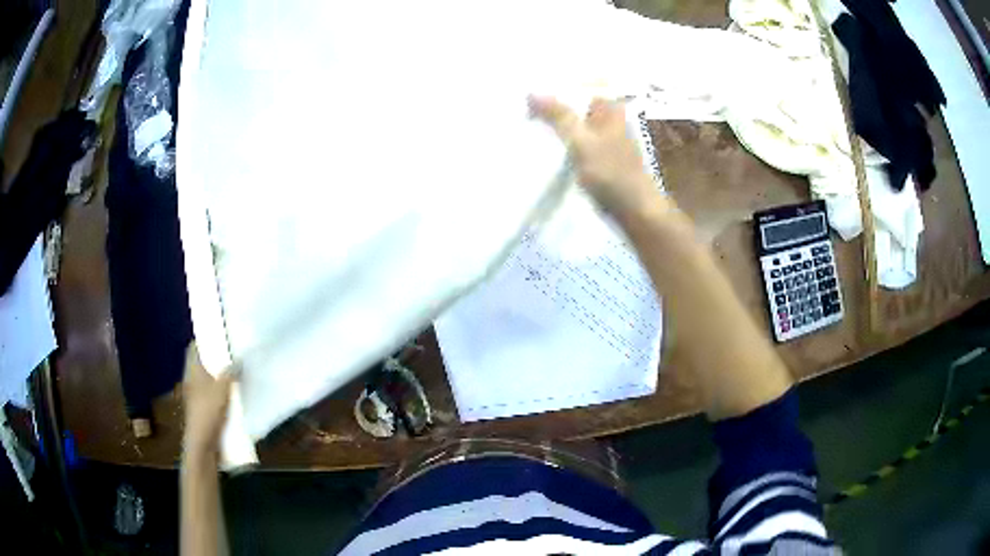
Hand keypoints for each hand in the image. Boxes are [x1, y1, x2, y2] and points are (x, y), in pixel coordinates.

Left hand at [182, 343, 235, 459]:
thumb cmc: (209, 412)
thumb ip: (230, 373)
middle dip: (215, 357)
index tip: (218, 333)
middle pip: (202, 363)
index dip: (204, 339)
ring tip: (236, 370)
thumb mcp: (222, 389)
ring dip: (219, 375)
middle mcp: (192, 380)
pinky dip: (221, 391)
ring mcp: (197, 396)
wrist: (203, 444)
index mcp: (192, 370)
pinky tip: (234, 393)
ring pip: (208, 379)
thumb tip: (238, 361)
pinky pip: (212, 394)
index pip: (194, 348)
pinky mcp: (203, 410)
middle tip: (232, 351)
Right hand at [528, 96, 654, 216]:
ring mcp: (602, 137)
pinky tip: (538, 141)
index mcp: (609, 107)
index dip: (553, 84)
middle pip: (574, 103)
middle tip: (518, 102)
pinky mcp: (597, 156)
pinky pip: (573, 140)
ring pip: (572, 122)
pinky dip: (559, 139)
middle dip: (549, 102)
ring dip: (552, 122)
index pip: (578, 85)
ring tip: (522, 118)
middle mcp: (607, 117)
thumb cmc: (612, 173)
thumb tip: (532, 91)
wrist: (635, 211)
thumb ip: (558, 116)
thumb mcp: (582, 141)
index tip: (526, 85)